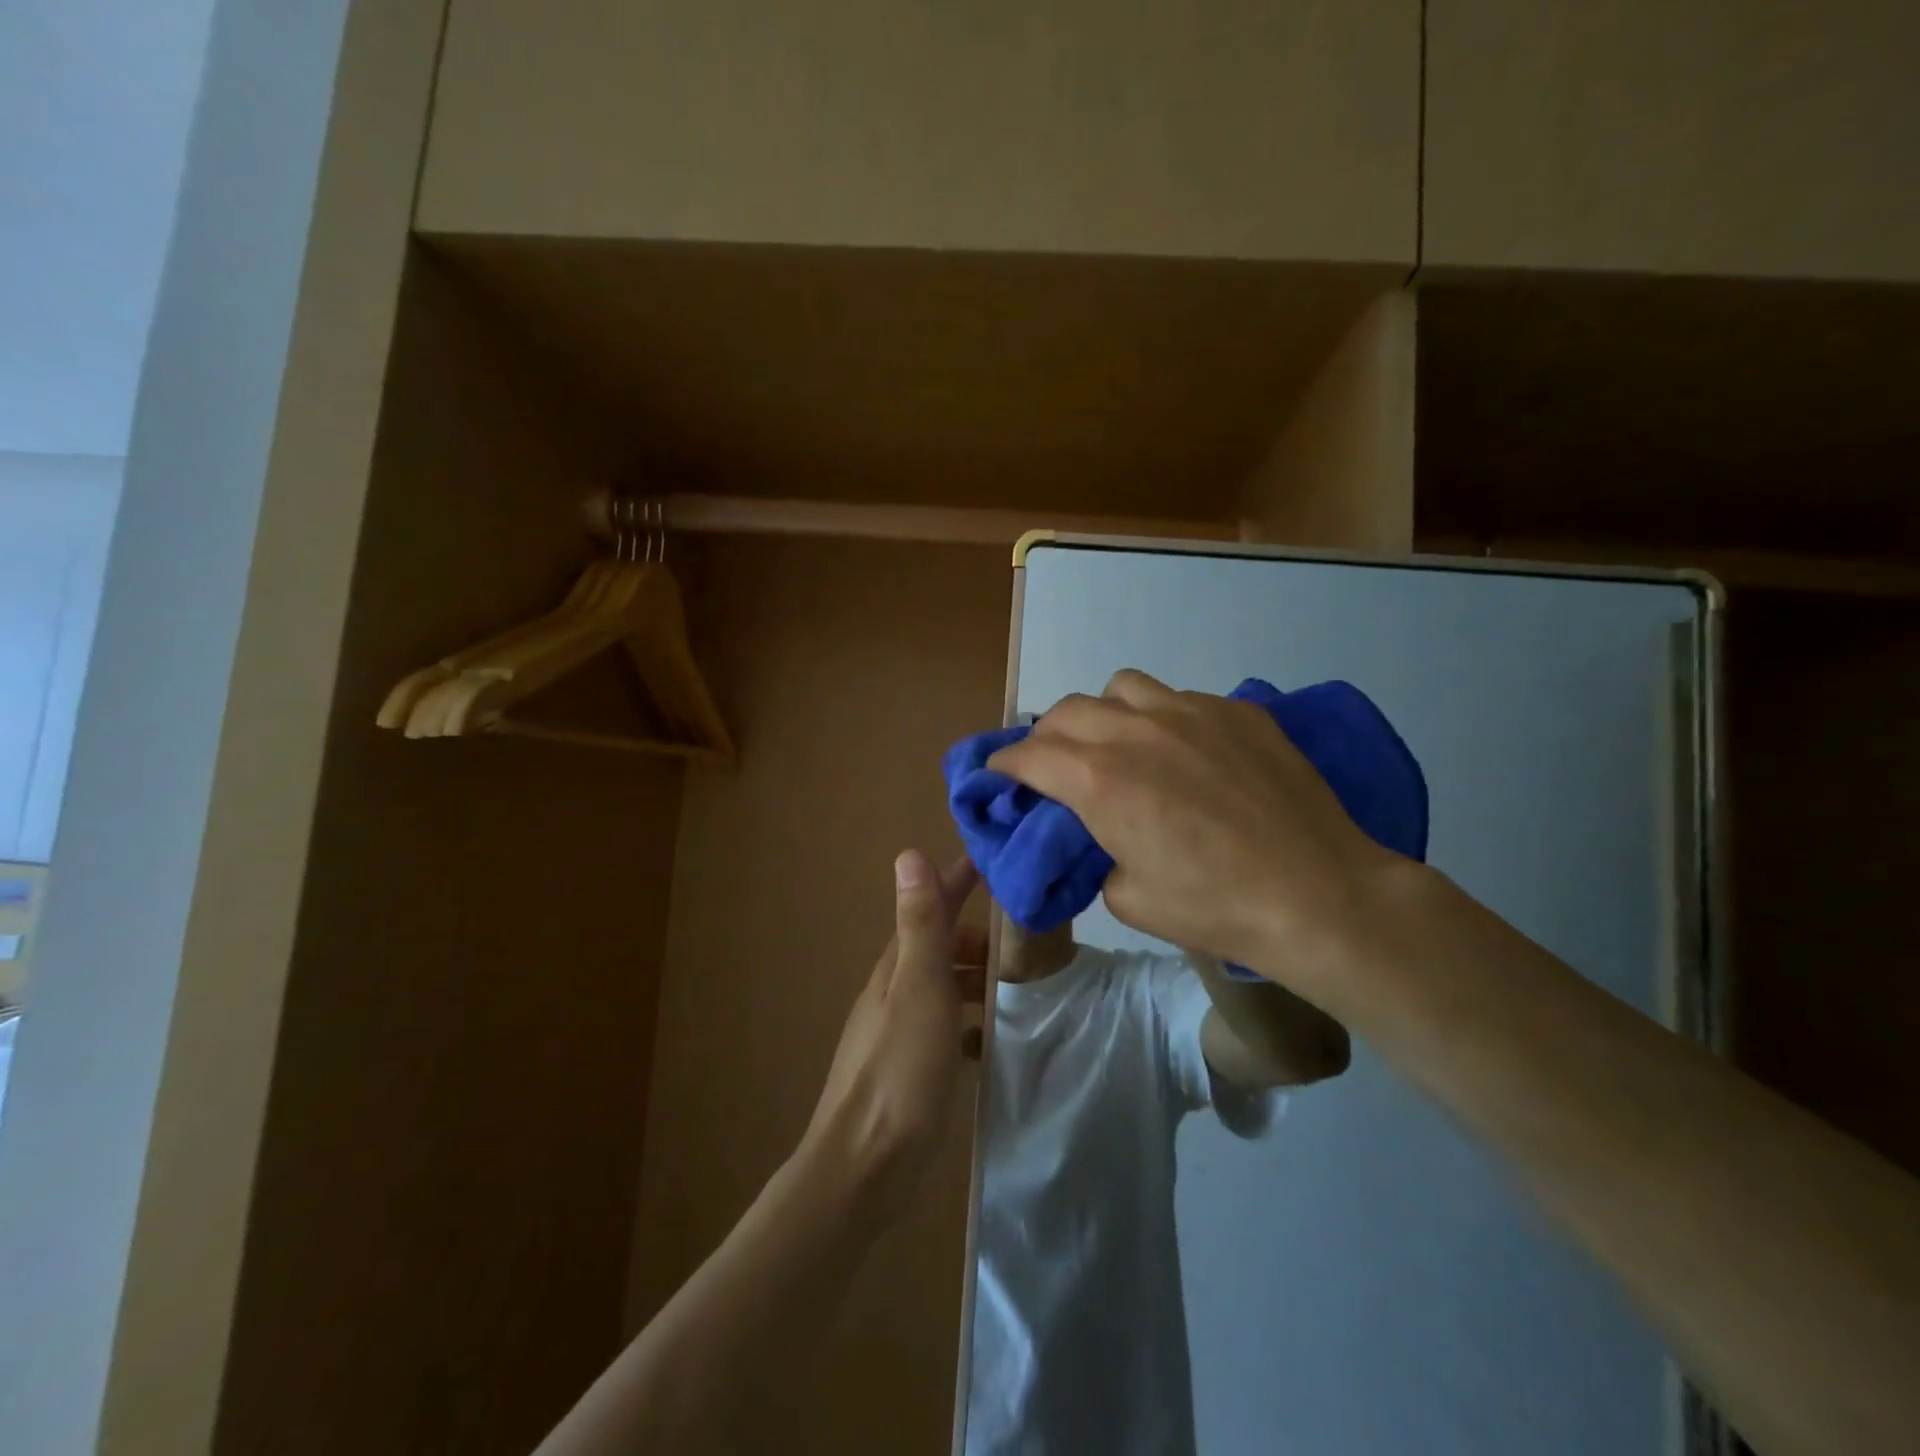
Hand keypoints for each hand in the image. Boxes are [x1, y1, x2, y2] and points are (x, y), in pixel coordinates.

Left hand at [798, 851, 984, 1219]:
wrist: (865, 1166)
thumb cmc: (900, 1069)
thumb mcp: (918, 987)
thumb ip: (920, 924)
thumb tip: (909, 853)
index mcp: (897, 965)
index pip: (931, 906)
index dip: (958, 881)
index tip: (993, 861)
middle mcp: (895, 989)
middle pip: (940, 946)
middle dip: (978, 935)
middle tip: (1026, 941)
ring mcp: (900, 1030)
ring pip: (945, 987)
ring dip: (977, 979)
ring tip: (1020, 987)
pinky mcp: (910, 1067)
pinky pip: (946, 1029)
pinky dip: (969, 1024)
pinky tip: (990, 1043)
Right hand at [988, 670, 1407, 986]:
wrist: (1318, 895)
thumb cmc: (1214, 908)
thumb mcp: (1128, 899)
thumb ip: (1095, 853)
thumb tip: (1097, 834)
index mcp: (1099, 780)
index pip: (1028, 755)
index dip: (1004, 764)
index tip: (998, 774)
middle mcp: (1135, 731)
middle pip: (1066, 711)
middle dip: (1046, 737)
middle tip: (1053, 765)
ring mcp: (1189, 712)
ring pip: (1121, 687)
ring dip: (1103, 713)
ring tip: (1119, 743)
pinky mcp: (1236, 711)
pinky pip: (1179, 698)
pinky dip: (1161, 718)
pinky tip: (1185, 751)